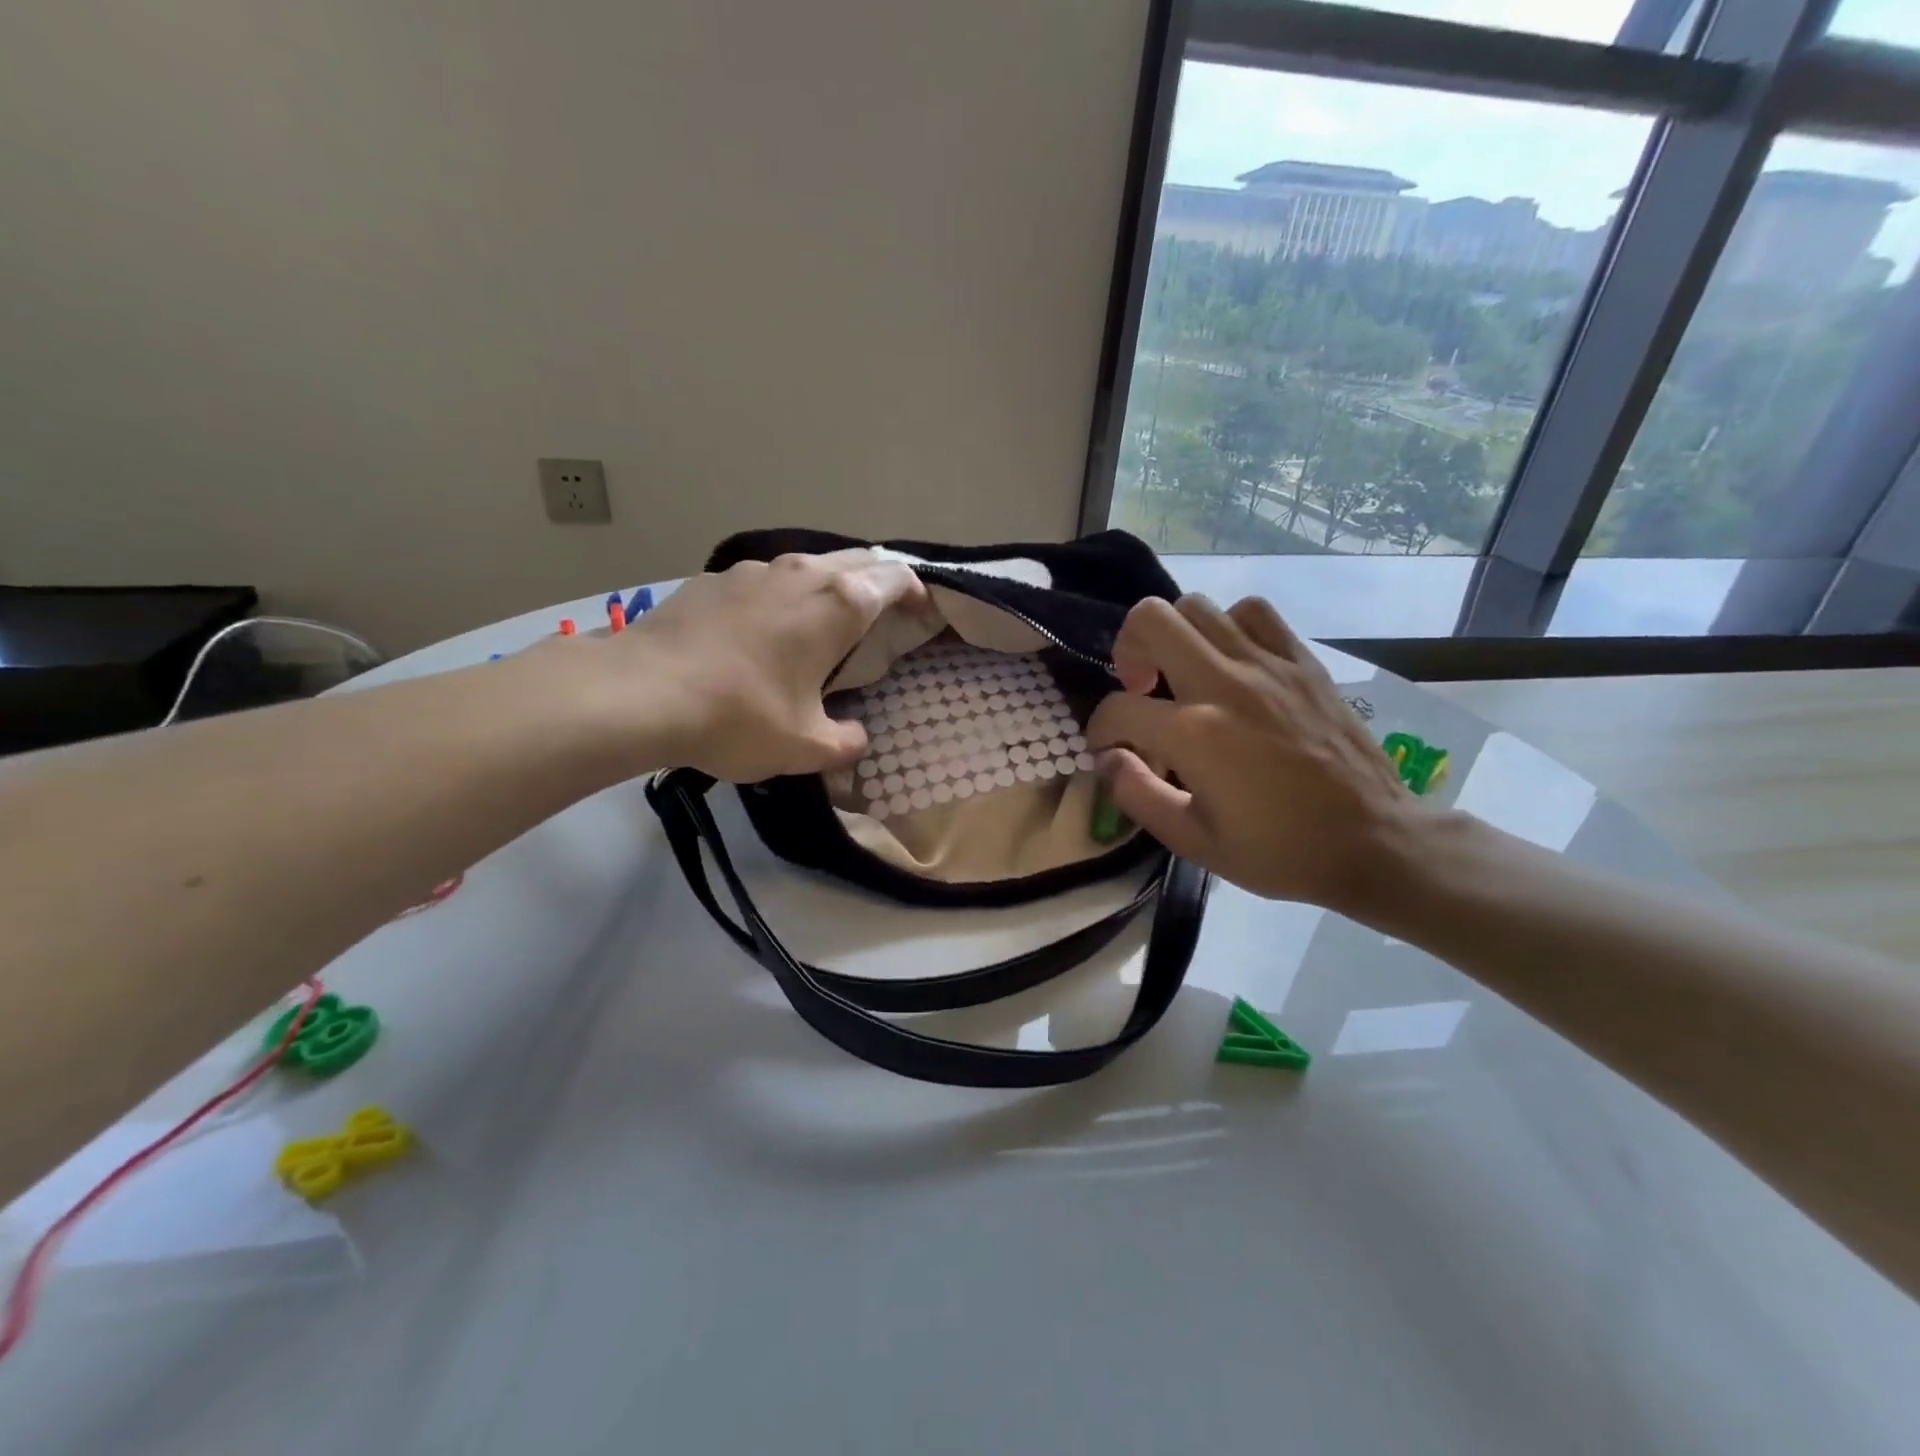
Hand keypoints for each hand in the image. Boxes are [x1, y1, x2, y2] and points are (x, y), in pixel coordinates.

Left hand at [629, 549, 928, 781]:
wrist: (639, 693)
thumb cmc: (739, 717)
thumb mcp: (806, 747)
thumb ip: (847, 742)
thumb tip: (857, 738)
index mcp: (838, 605)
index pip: (895, 577)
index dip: (917, 591)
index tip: (923, 612)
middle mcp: (802, 573)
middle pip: (858, 560)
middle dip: (879, 582)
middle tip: (884, 616)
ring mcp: (753, 570)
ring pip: (809, 565)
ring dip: (829, 586)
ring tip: (824, 623)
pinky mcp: (713, 579)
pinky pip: (765, 580)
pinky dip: (782, 596)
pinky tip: (763, 630)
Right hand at [1086, 594, 1411, 909]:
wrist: (1374, 842)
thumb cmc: (1280, 851)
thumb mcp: (1192, 842)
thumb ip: (1136, 794)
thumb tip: (1109, 757)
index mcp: (1195, 734)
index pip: (1117, 709)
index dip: (1100, 730)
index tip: (1112, 750)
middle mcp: (1225, 684)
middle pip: (1150, 620)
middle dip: (1127, 651)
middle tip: (1140, 688)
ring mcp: (1268, 665)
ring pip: (1198, 606)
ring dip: (1175, 636)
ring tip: (1184, 673)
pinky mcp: (1302, 661)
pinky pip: (1253, 613)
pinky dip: (1229, 627)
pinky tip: (1232, 662)